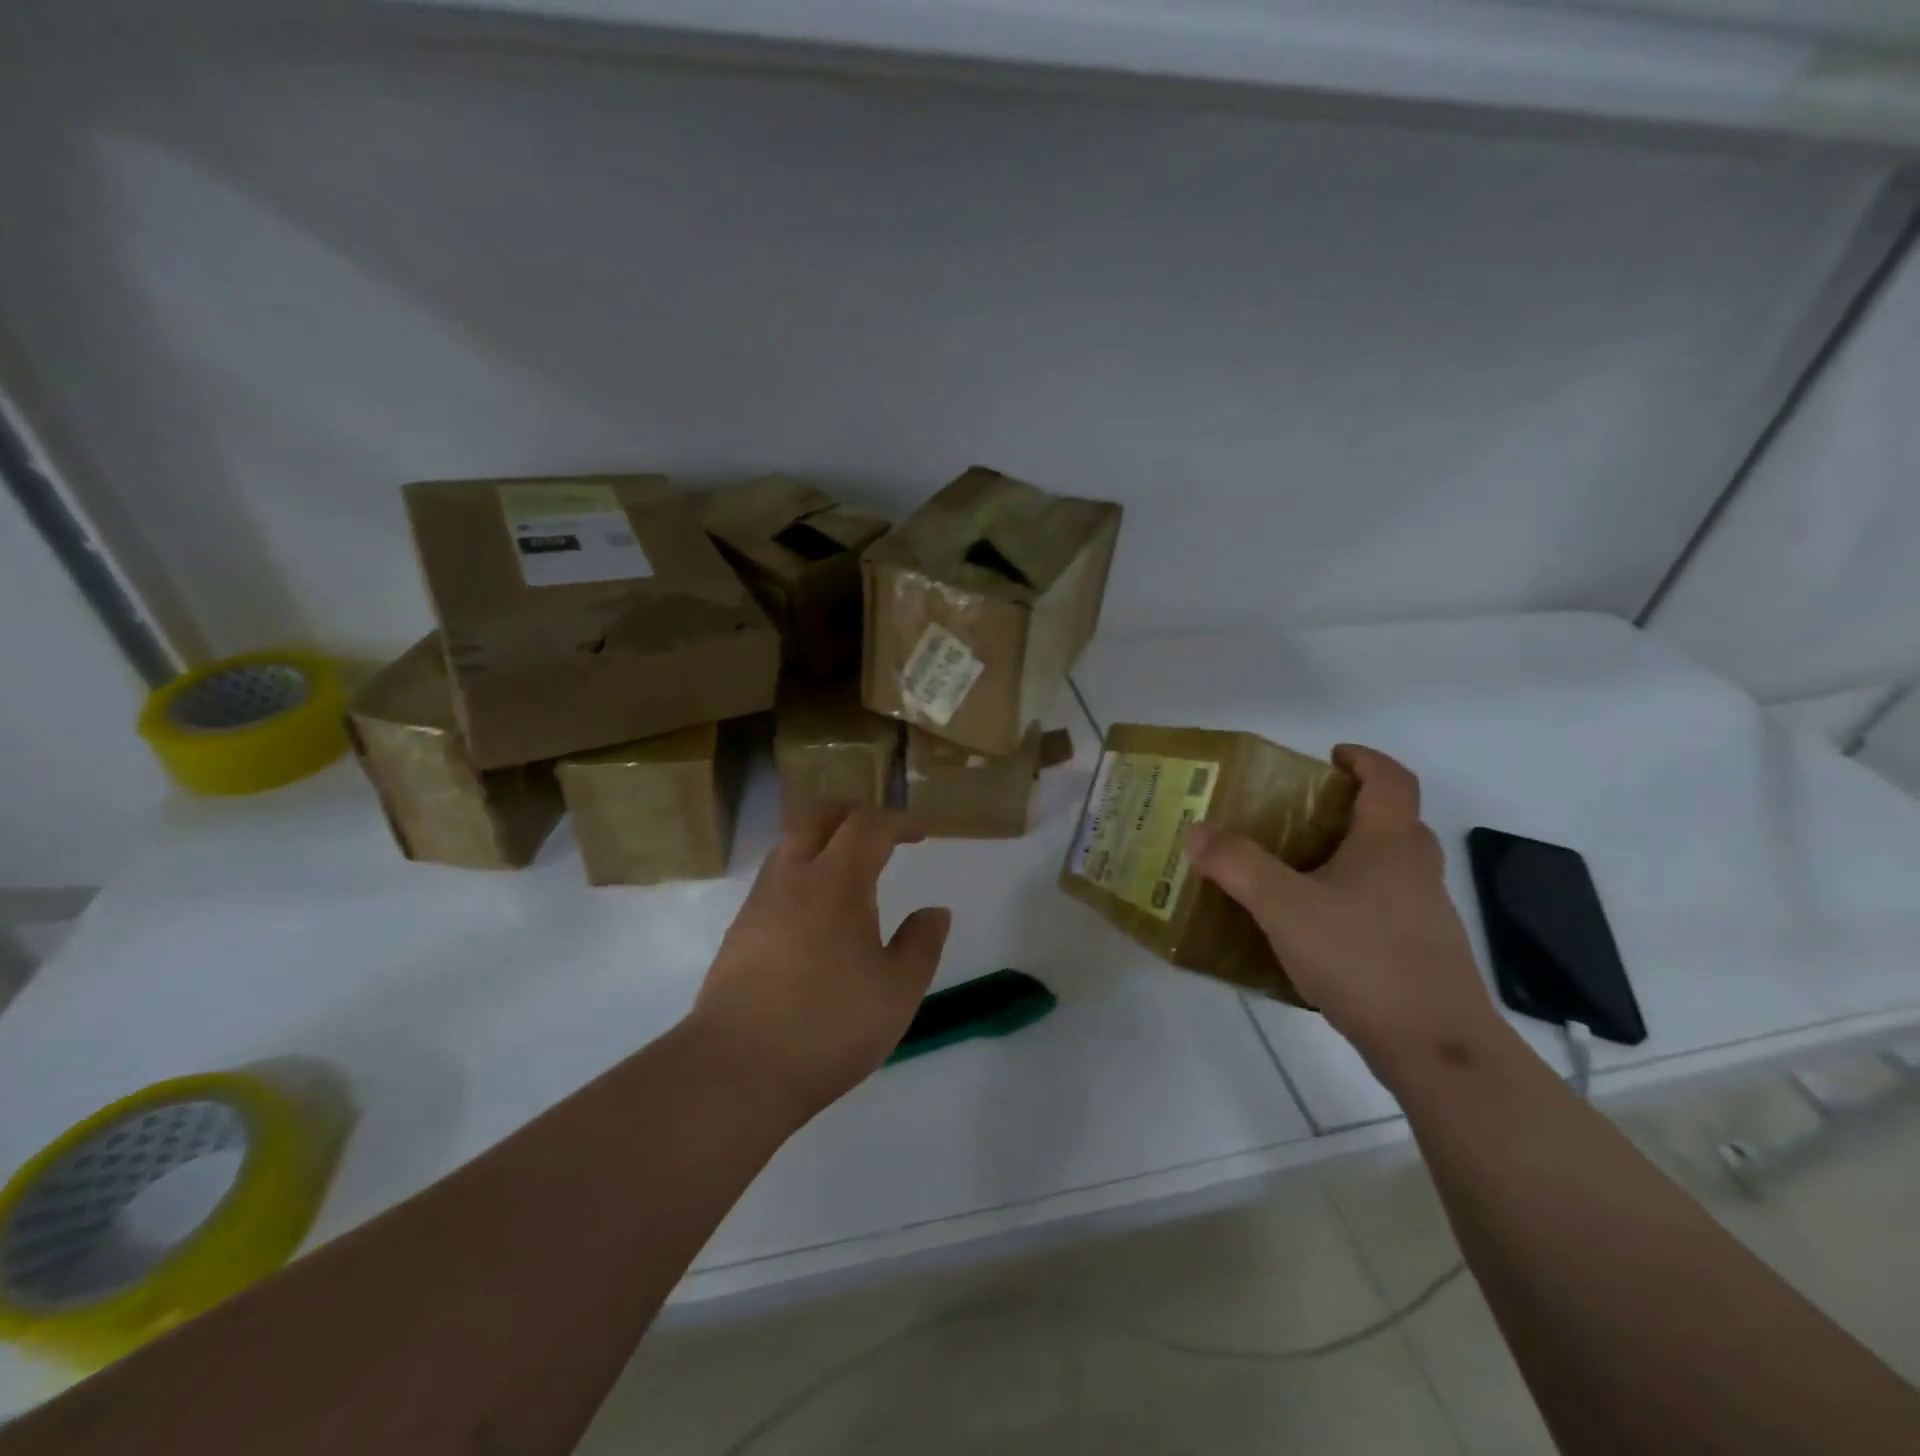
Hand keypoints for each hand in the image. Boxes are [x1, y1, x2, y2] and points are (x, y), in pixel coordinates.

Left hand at [689, 806, 951, 1122]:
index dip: (898, 822)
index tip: (920, 835)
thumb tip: (935, 911)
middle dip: (853, 814)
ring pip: (789, 845)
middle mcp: (792, 878)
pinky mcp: (739, 931)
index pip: (868, 826)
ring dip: (821, 840)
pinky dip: (800, 872)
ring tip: (847, 867)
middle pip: (818, 817)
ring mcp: (759, 903)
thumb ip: (922, 944)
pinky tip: (814, 911)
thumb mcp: (898, 990)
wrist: (736, 1070)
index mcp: (836, 881)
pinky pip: (774, 878)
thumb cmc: (829, 1025)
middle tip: (880, 831)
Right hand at [1185, 744, 1504, 1075]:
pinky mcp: (1423, 951)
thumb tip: (1196, 830)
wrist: (1434, 1047)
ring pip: (1391, 866)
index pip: (1391, 779)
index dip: (1363, 759)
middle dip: (1350, 810)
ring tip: (1299, 872)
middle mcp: (1416, 870)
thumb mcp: (1284, 906)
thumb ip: (1237, 864)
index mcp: (1390, 843)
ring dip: (1353, 856)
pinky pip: (1387, 905)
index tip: (1330, 757)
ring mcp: (1426, 913)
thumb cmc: (1362, 958)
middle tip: (1301, 818)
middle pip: (1393, 821)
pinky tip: (1318, 929)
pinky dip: (1356, 899)